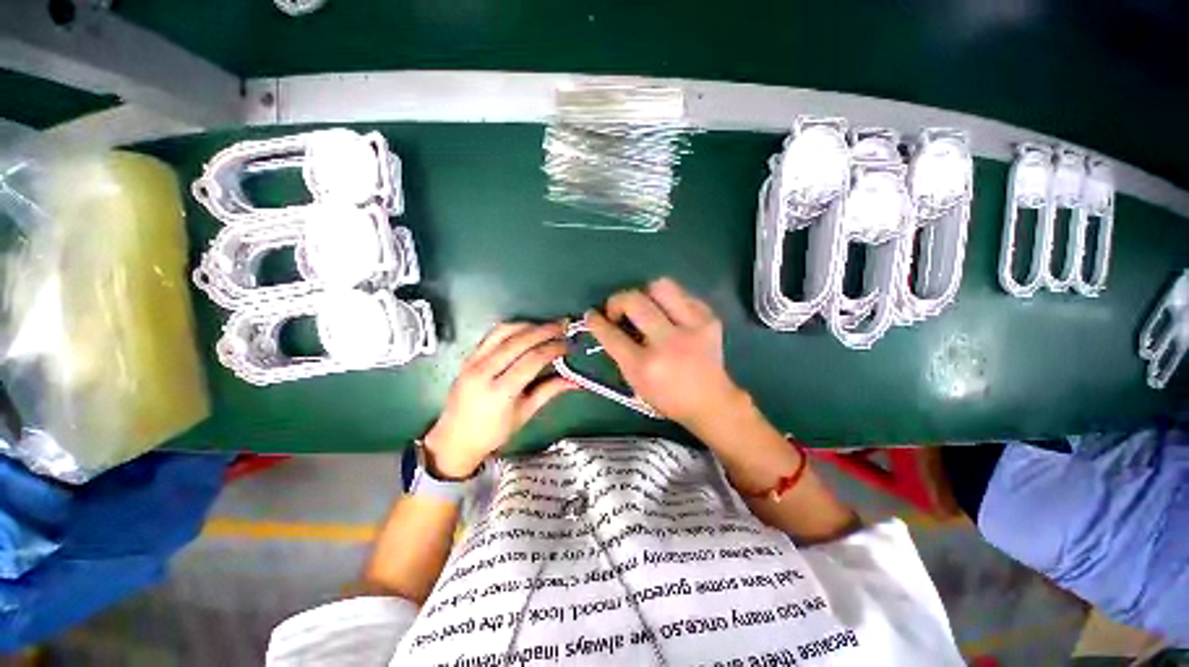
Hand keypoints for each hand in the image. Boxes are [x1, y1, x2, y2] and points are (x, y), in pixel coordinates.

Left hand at [423, 322, 575, 478]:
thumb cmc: (493, 432)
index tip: (569, 345)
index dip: (554, 349)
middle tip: (563, 326)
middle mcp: (484, 371)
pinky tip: (525, 330)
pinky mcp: (468, 357)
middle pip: (519, 341)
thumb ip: (549, 391)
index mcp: (500, 391)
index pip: (532, 360)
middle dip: (545, 330)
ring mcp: (473, 362)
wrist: (454, 439)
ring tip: (547, 326)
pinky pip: (492, 335)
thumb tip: (575, 380)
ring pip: (503, 331)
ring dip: (528, 325)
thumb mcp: (525, 413)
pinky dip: (512, 328)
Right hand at [586, 278, 745, 430]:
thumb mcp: (635, 382)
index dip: (596, 321)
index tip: (591, 314)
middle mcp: (668, 343)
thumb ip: (620, 353)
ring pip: (661, 286)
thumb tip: (608, 325)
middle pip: (634, 301)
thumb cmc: (667, 397)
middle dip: (617, 300)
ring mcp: (693, 327)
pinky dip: (669, 301)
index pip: (612, 335)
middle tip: (617, 310)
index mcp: (645, 366)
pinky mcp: (709, 318)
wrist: (711, 401)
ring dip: (645, 293)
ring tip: (644, 307)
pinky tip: (668, 314)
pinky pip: (682, 294)